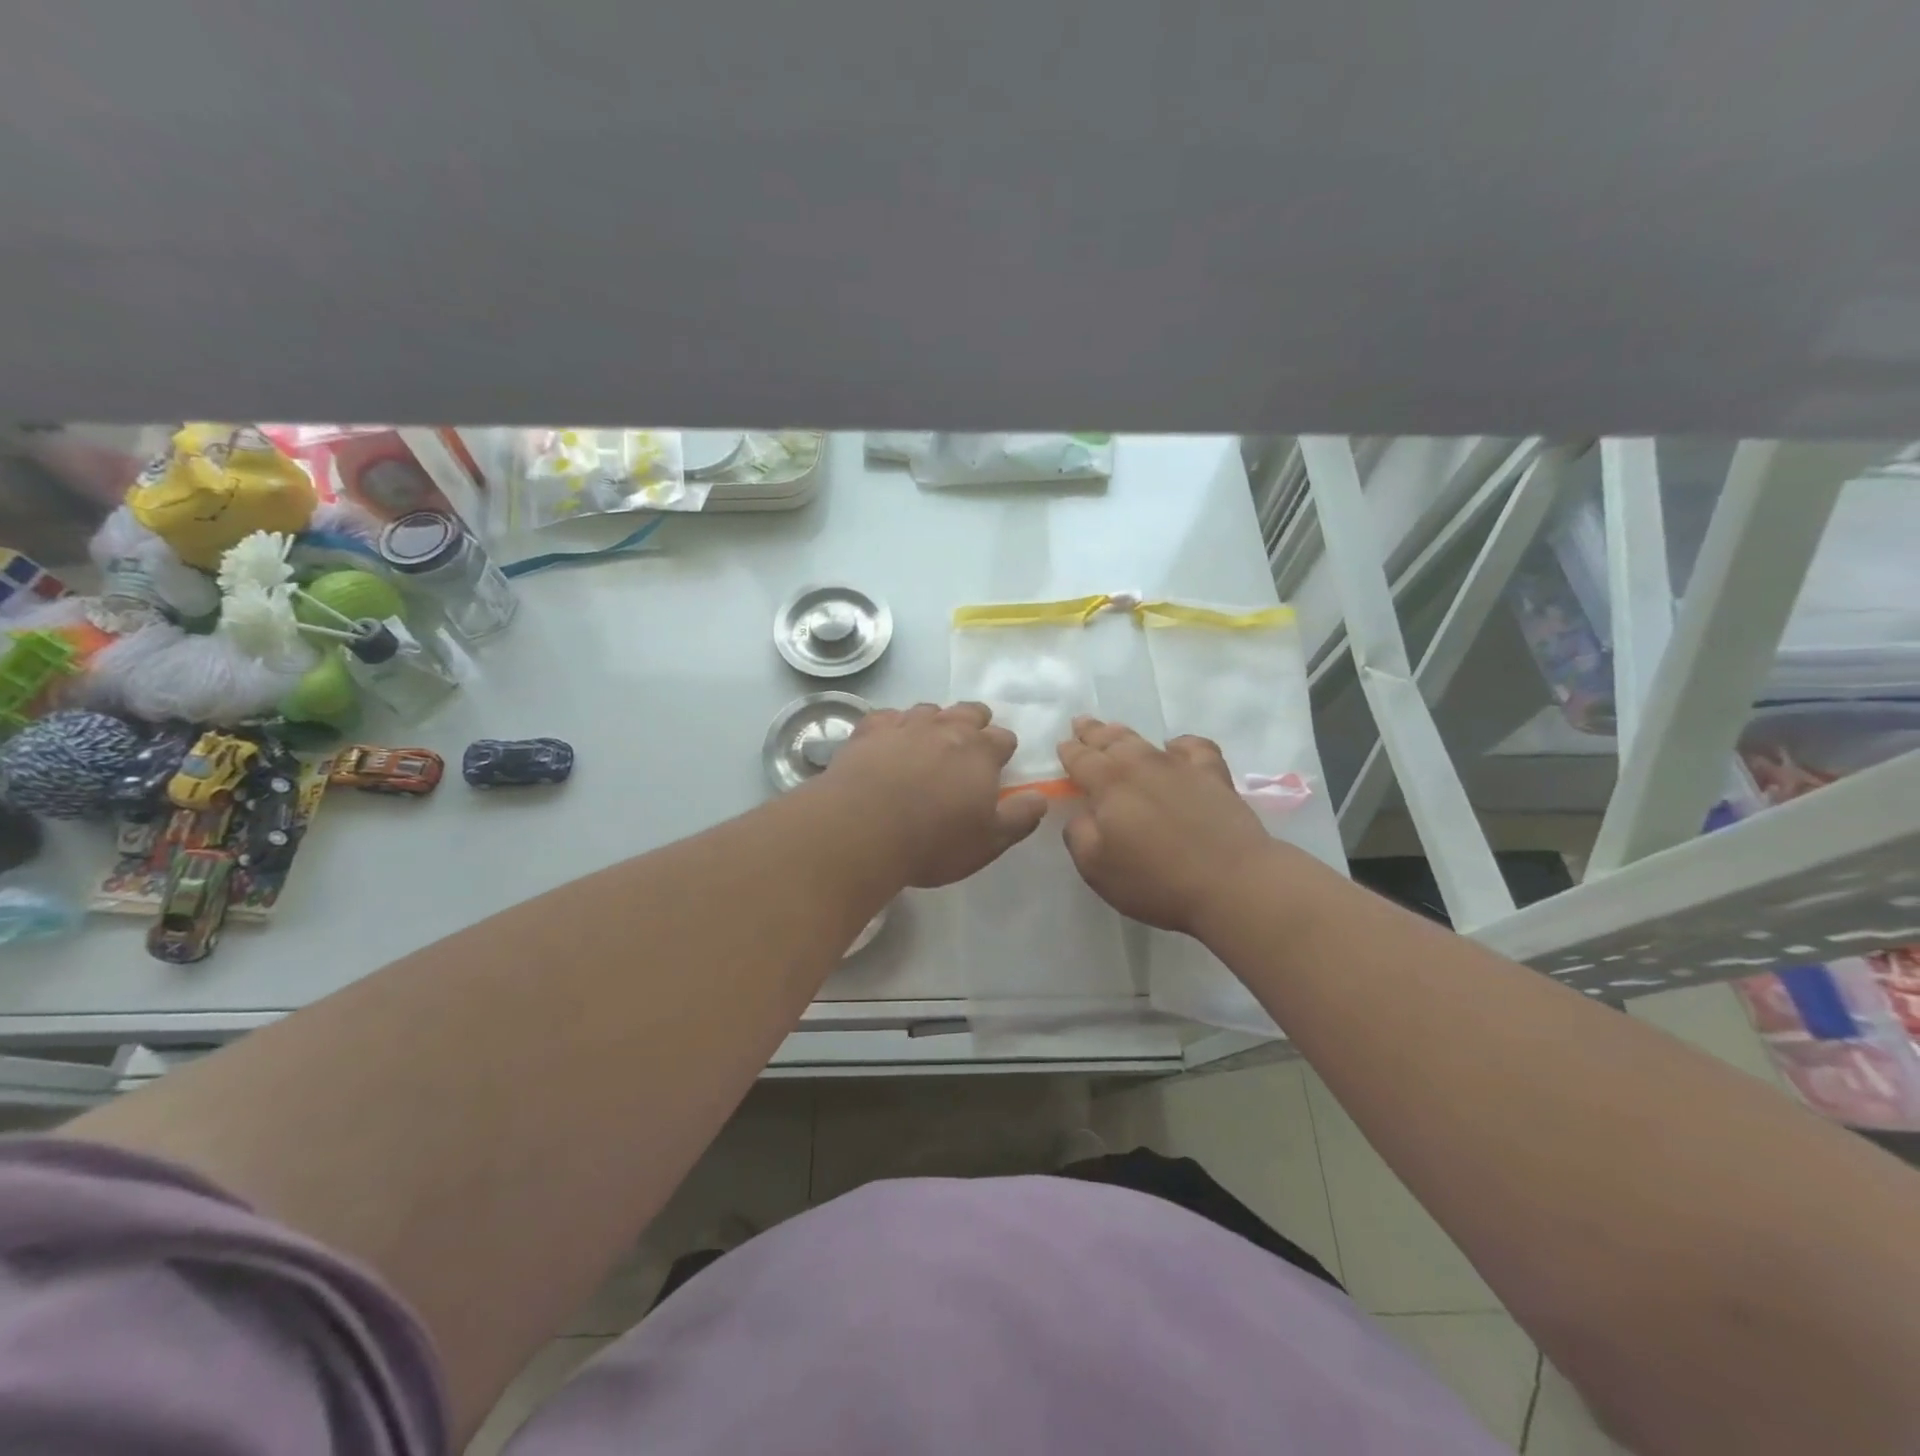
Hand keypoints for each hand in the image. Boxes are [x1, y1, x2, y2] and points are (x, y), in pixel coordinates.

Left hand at [823, 702, 1048, 887]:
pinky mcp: (869, 730)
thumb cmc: (933, 841)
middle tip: (968, 747)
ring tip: (928, 743)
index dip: (1003, 751)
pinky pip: (888, 717)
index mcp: (981, 752)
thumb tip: (1041, 797)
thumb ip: (1020, 817)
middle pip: (969, 712)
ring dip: (934, 722)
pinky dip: (894, 725)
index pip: (1003, 738)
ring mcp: (905, 724)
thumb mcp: (988, 842)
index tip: (998, 766)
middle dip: (974, 723)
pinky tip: (889, 741)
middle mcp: (946, 728)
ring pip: (929, 709)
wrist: (861, 831)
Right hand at [1057, 717, 1276, 934]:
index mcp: (1108, 784)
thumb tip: (1082, 815)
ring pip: (1145, 740)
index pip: (1081, 759)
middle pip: (1110, 741)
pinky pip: (1194, 747)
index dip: (1069, 752)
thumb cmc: (1156, 880)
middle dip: (1092, 732)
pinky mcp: (1214, 776)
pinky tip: (1176, 748)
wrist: (1232, 883)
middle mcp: (1141, 765)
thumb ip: (1079, 835)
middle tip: (1081, 724)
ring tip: (1114, 730)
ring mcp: (1181, 767)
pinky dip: (1180, 744)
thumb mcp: (1096, 868)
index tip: (1062, 745)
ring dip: (1124, 734)